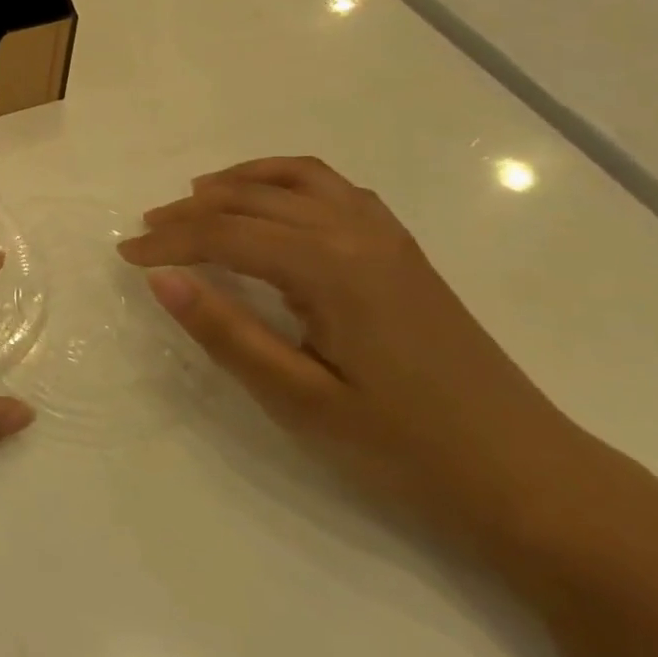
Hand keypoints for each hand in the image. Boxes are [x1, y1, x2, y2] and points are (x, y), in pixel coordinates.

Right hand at [120, 157, 622, 550]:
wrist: (531, 479)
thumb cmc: (408, 450)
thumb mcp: (301, 401)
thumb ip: (227, 333)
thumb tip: (162, 280)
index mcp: (329, 265)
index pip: (226, 235)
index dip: (169, 242)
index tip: (126, 254)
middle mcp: (355, 230)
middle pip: (253, 199)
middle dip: (192, 210)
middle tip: (148, 230)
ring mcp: (386, 235)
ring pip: (297, 177)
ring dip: (240, 180)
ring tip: (198, 197)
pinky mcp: (402, 250)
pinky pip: (334, 189)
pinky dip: (287, 182)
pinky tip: (273, 208)